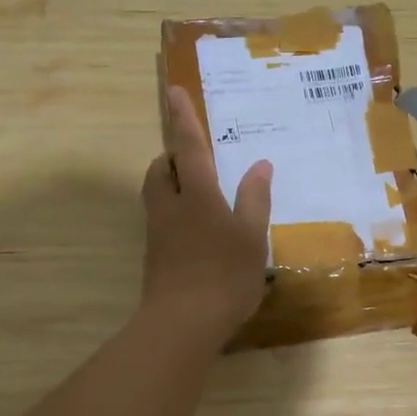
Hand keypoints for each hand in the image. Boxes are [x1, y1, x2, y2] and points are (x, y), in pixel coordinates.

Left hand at [141, 86, 272, 344]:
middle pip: (162, 169)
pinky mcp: (155, 256)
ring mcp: (158, 232)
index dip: (184, 118)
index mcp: (197, 194)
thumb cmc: (224, 275)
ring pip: (158, 193)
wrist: (182, 324)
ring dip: (173, 182)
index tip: (174, 91)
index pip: (190, 147)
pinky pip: (162, 218)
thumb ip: (254, 199)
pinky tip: (201, 231)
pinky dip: (177, 211)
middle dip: (174, 156)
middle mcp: (170, 206)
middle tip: (197, 158)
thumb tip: (260, 165)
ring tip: (202, 192)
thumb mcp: (251, 237)